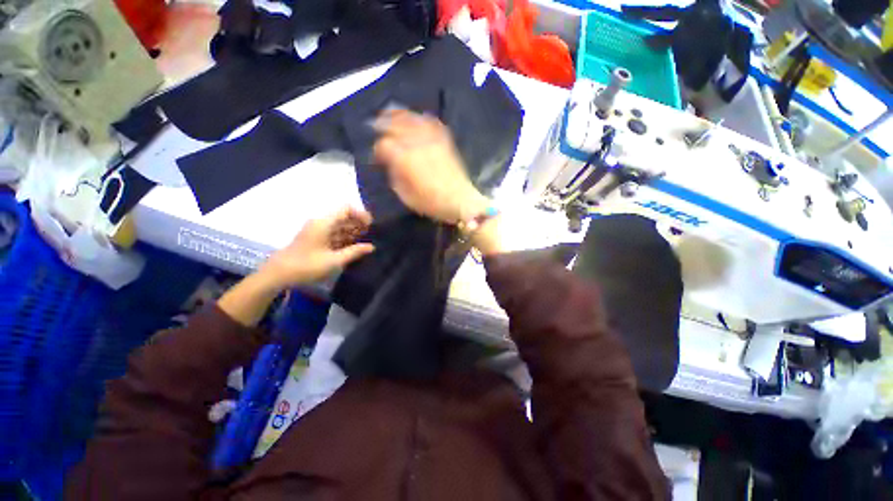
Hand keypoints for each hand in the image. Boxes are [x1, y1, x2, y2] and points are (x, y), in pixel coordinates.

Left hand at [258, 207, 374, 290]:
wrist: (278, 274)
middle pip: (344, 216)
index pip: (346, 208)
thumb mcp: (334, 261)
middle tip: (372, 236)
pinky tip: (353, 247)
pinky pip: (334, 232)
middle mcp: (321, 222)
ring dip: (353, 231)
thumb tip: (371, 246)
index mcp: (324, 223)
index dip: (361, 214)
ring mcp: (317, 230)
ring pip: (340, 224)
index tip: (371, 226)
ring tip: (365, 242)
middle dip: (359, 224)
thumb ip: (354, 252)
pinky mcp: (315, 238)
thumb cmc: (307, 266)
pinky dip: (345, 237)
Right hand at [372, 109, 489, 224]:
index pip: (384, 145)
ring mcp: (432, 140)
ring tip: (392, 116)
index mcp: (405, 159)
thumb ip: (395, 176)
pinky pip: (431, 122)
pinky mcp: (444, 141)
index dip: (378, 150)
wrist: (459, 200)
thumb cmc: (431, 202)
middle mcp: (417, 144)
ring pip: (412, 119)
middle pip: (395, 125)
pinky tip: (416, 120)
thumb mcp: (405, 195)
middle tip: (377, 127)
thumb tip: (390, 164)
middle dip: (383, 124)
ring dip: (399, 116)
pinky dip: (421, 118)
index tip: (378, 157)